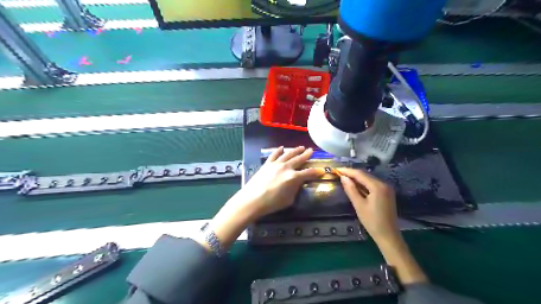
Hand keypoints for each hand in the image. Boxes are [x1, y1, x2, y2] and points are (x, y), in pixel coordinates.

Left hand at [229, 146, 322, 219]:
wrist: (252, 199)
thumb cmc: (272, 203)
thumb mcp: (289, 199)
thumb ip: (295, 189)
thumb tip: (297, 183)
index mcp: (294, 177)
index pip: (308, 173)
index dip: (316, 172)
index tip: (321, 170)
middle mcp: (286, 168)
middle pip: (299, 159)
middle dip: (306, 155)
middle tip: (311, 150)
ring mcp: (276, 164)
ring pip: (288, 154)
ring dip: (295, 150)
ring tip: (301, 147)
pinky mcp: (267, 164)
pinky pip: (274, 155)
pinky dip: (278, 150)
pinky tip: (282, 148)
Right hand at [337, 169, 400, 246]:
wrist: (388, 236)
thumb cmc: (372, 221)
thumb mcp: (359, 205)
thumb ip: (351, 190)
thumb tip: (343, 177)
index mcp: (377, 186)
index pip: (360, 174)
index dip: (347, 171)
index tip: (336, 169)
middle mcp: (384, 184)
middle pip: (365, 175)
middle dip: (352, 174)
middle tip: (338, 173)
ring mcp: (386, 189)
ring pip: (369, 179)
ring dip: (357, 178)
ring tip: (344, 178)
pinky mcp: (386, 193)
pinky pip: (372, 184)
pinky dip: (363, 184)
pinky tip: (355, 186)